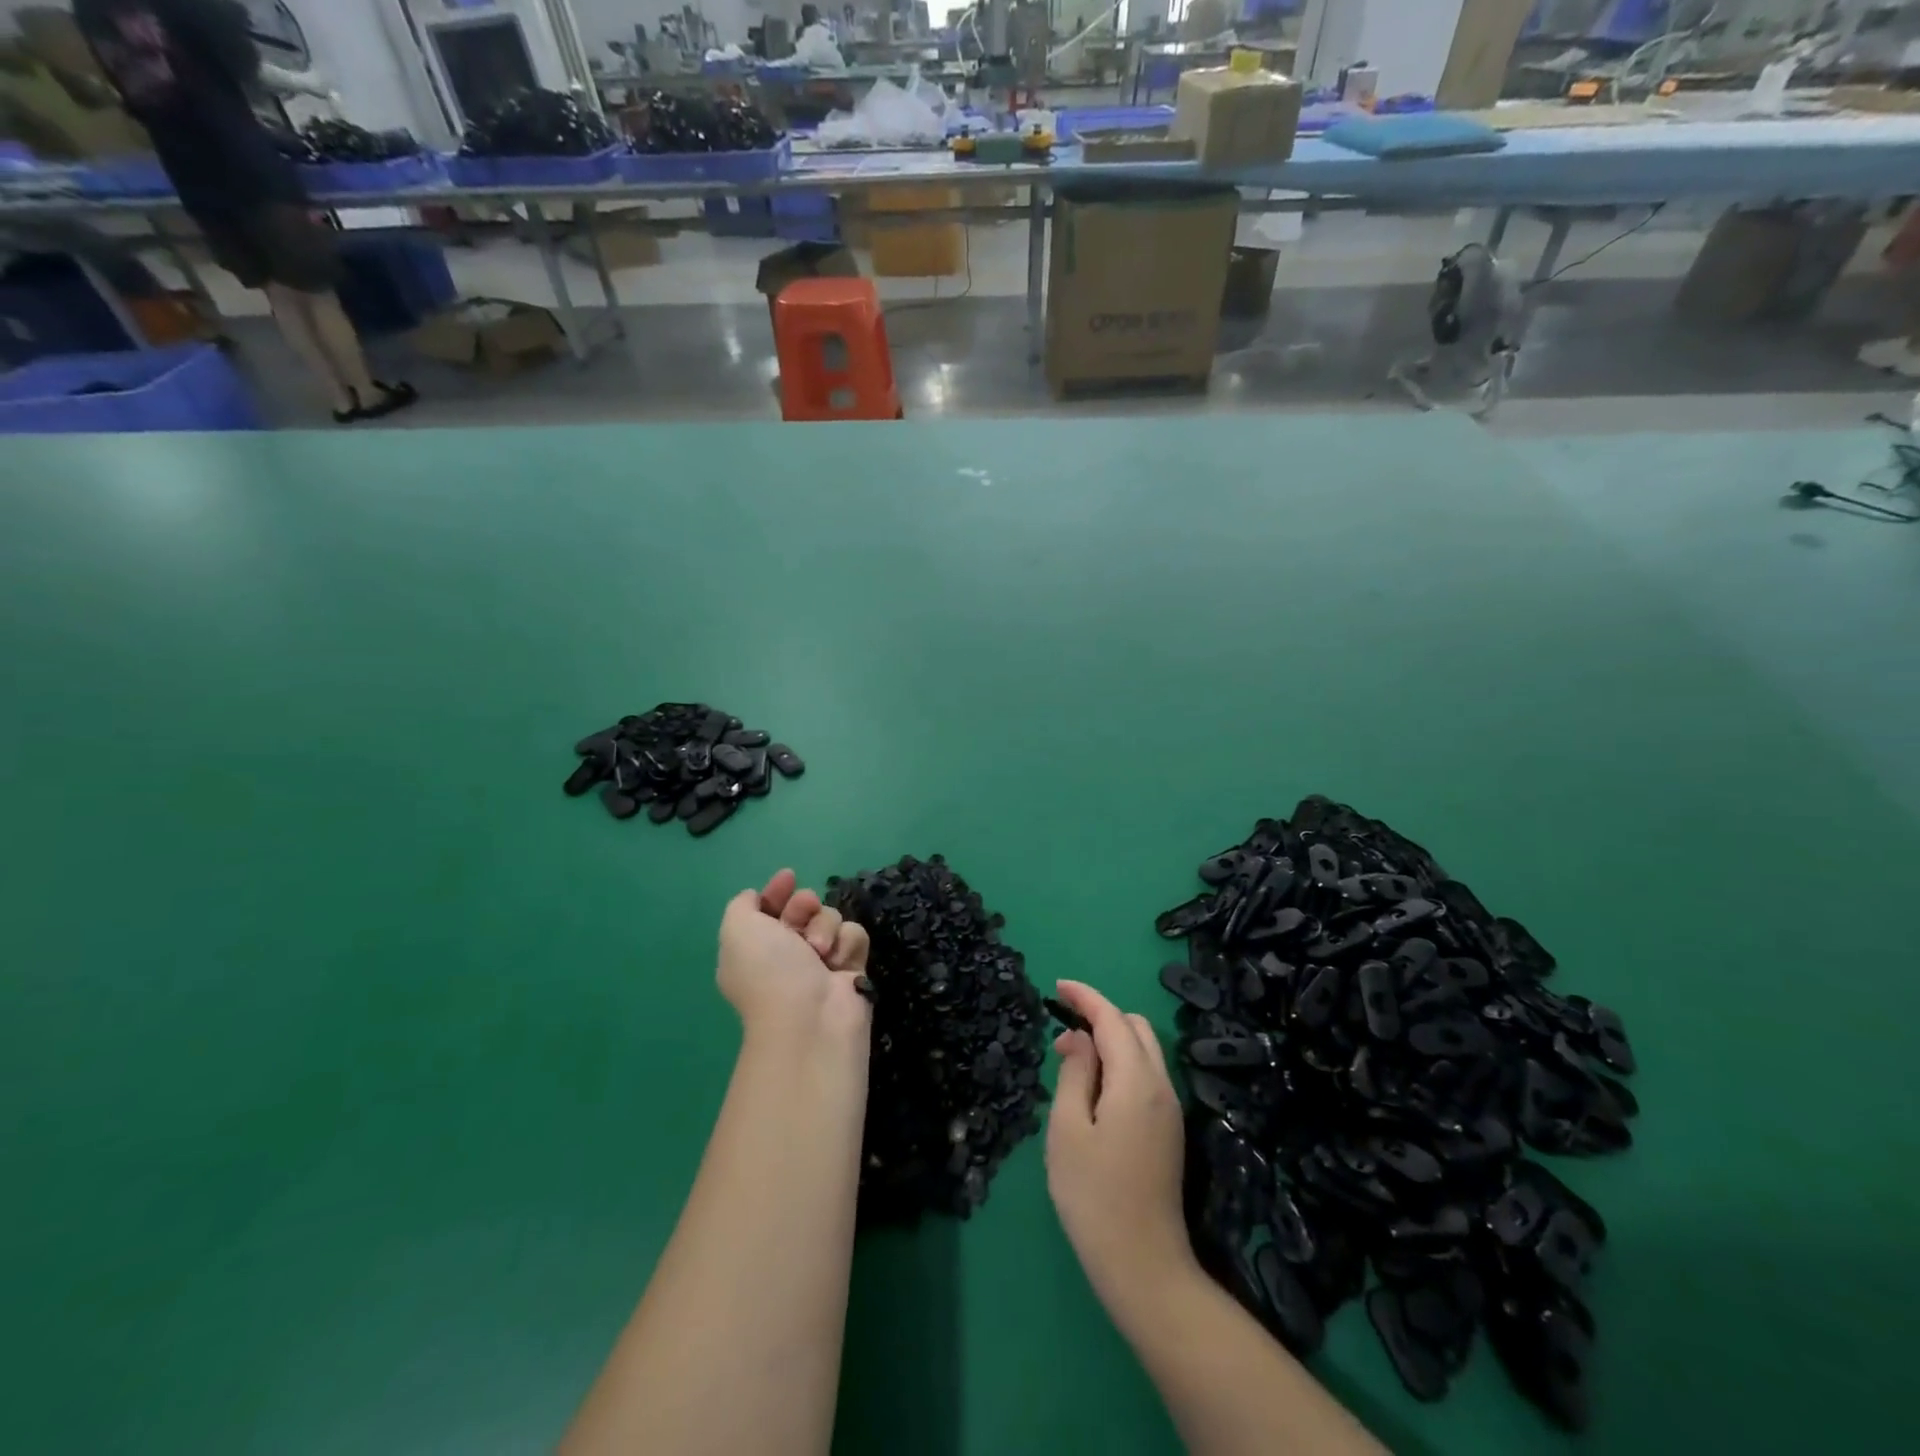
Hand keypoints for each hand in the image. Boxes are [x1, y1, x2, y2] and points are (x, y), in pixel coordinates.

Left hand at [716, 869, 870, 1046]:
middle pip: (803, 908)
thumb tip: (755, 896)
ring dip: (825, 928)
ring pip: (830, 918)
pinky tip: (839, 962)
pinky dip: (847, 944)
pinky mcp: (851, 968)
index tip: (788, 877)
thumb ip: (741, 905)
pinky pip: (854, 935)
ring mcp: (821, 962)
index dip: (776, 891)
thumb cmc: (769, 970)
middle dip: (804, 906)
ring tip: (820, 952)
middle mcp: (787, 954)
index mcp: (755, 948)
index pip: (767, 909)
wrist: (811, 1019)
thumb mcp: (738, 929)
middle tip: (803, 916)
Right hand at [1045, 980, 1195, 1313]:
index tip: (1058, 986)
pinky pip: (1146, 1075)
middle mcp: (1161, 1086)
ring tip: (1072, 1062)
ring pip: (1144, 1050)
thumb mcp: (1068, 1129)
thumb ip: (1074, 1073)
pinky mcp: (1168, 1130)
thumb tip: (1077, 1038)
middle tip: (1061, 1032)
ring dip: (1111, 1041)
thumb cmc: (1094, 1195)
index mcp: (1136, 1080)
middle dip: (1100, 1016)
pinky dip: (1121, 1064)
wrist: (1144, 1265)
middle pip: (1135, 1027)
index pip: (1112, 1019)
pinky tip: (1094, 1089)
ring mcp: (1170, 1109)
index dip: (1085, 997)